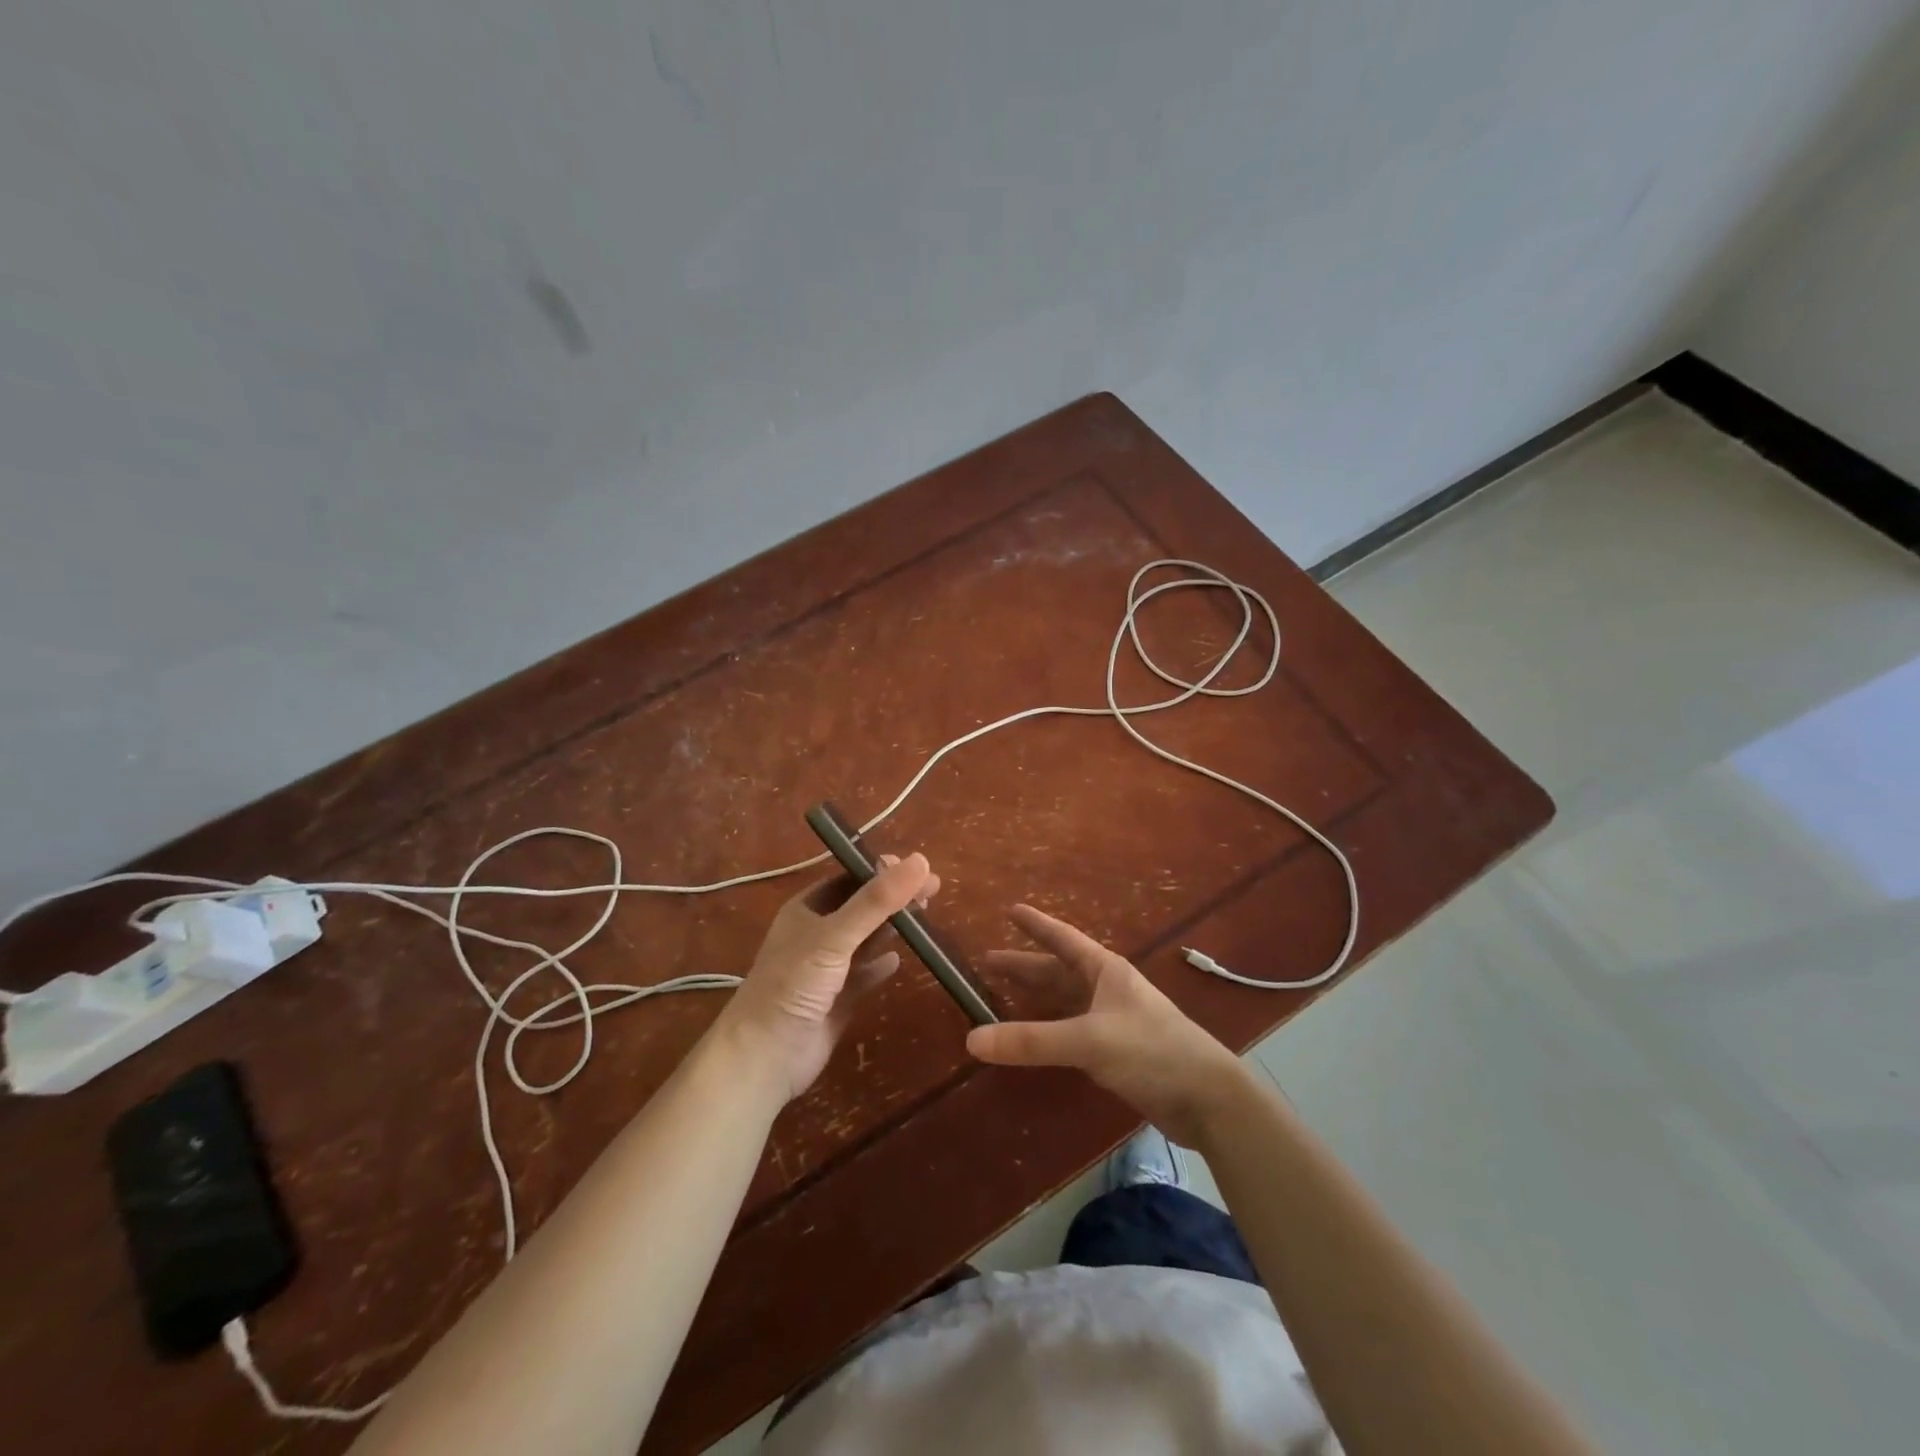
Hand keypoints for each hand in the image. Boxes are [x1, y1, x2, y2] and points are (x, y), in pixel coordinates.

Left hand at [710, 853, 938, 1101]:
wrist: (764, 1056)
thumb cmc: (793, 985)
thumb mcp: (835, 936)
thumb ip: (876, 901)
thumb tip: (921, 860)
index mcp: (806, 909)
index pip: (849, 878)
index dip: (882, 870)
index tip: (917, 867)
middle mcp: (816, 934)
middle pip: (862, 907)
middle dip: (894, 897)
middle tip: (932, 890)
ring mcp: (826, 968)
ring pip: (865, 939)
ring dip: (891, 927)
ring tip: (925, 916)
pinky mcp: (837, 999)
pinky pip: (864, 974)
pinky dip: (881, 965)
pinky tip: (900, 961)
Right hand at [966, 904, 1249, 1146]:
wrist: (1208, 1098)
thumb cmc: (1152, 1051)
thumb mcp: (1089, 1040)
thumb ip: (1032, 1041)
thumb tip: (971, 1039)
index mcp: (1104, 971)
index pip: (1063, 939)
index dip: (1036, 924)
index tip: (1010, 909)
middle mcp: (1107, 989)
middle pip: (1058, 971)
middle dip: (1024, 967)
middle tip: (987, 963)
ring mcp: (1112, 1021)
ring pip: (1065, 1002)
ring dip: (1035, 999)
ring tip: (1002, 997)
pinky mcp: (1116, 1052)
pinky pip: (1071, 1032)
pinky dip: (1048, 1031)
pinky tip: (1034, 1038)